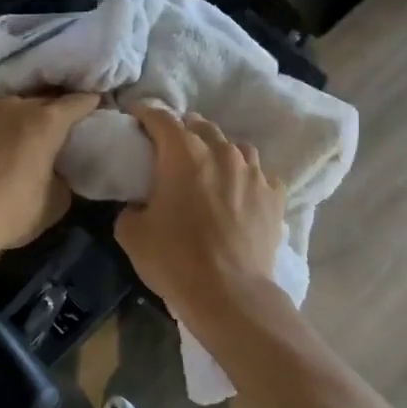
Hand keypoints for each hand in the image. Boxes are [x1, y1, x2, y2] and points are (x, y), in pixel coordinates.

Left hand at [0, 92, 98, 262]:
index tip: (92, 107)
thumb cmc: (8, 214)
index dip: (87, 104)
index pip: (77, 102)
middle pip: (38, 101)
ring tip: (4, 141)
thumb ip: (62, 177)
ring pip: (2, 107)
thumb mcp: (54, 203)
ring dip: (8, 120)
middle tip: (47, 132)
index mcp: (46, 122)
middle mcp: (13, 104)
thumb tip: (57, 171)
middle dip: (46, 113)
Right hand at [116, 106, 285, 325]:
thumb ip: (131, 207)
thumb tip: (140, 204)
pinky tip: (240, 194)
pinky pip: (259, 175)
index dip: (145, 114)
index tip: (136, 117)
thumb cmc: (175, 260)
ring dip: (218, 151)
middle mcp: (222, 153)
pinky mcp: (275, 195)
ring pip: (235, 147)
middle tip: (170, 148)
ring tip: (210, 168)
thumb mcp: (131, 234)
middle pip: (200, 126)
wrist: (230, 294)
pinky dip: (246, 179)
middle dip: (183, 131)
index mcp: (183, 154)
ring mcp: (254, 172)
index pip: (161, 118)